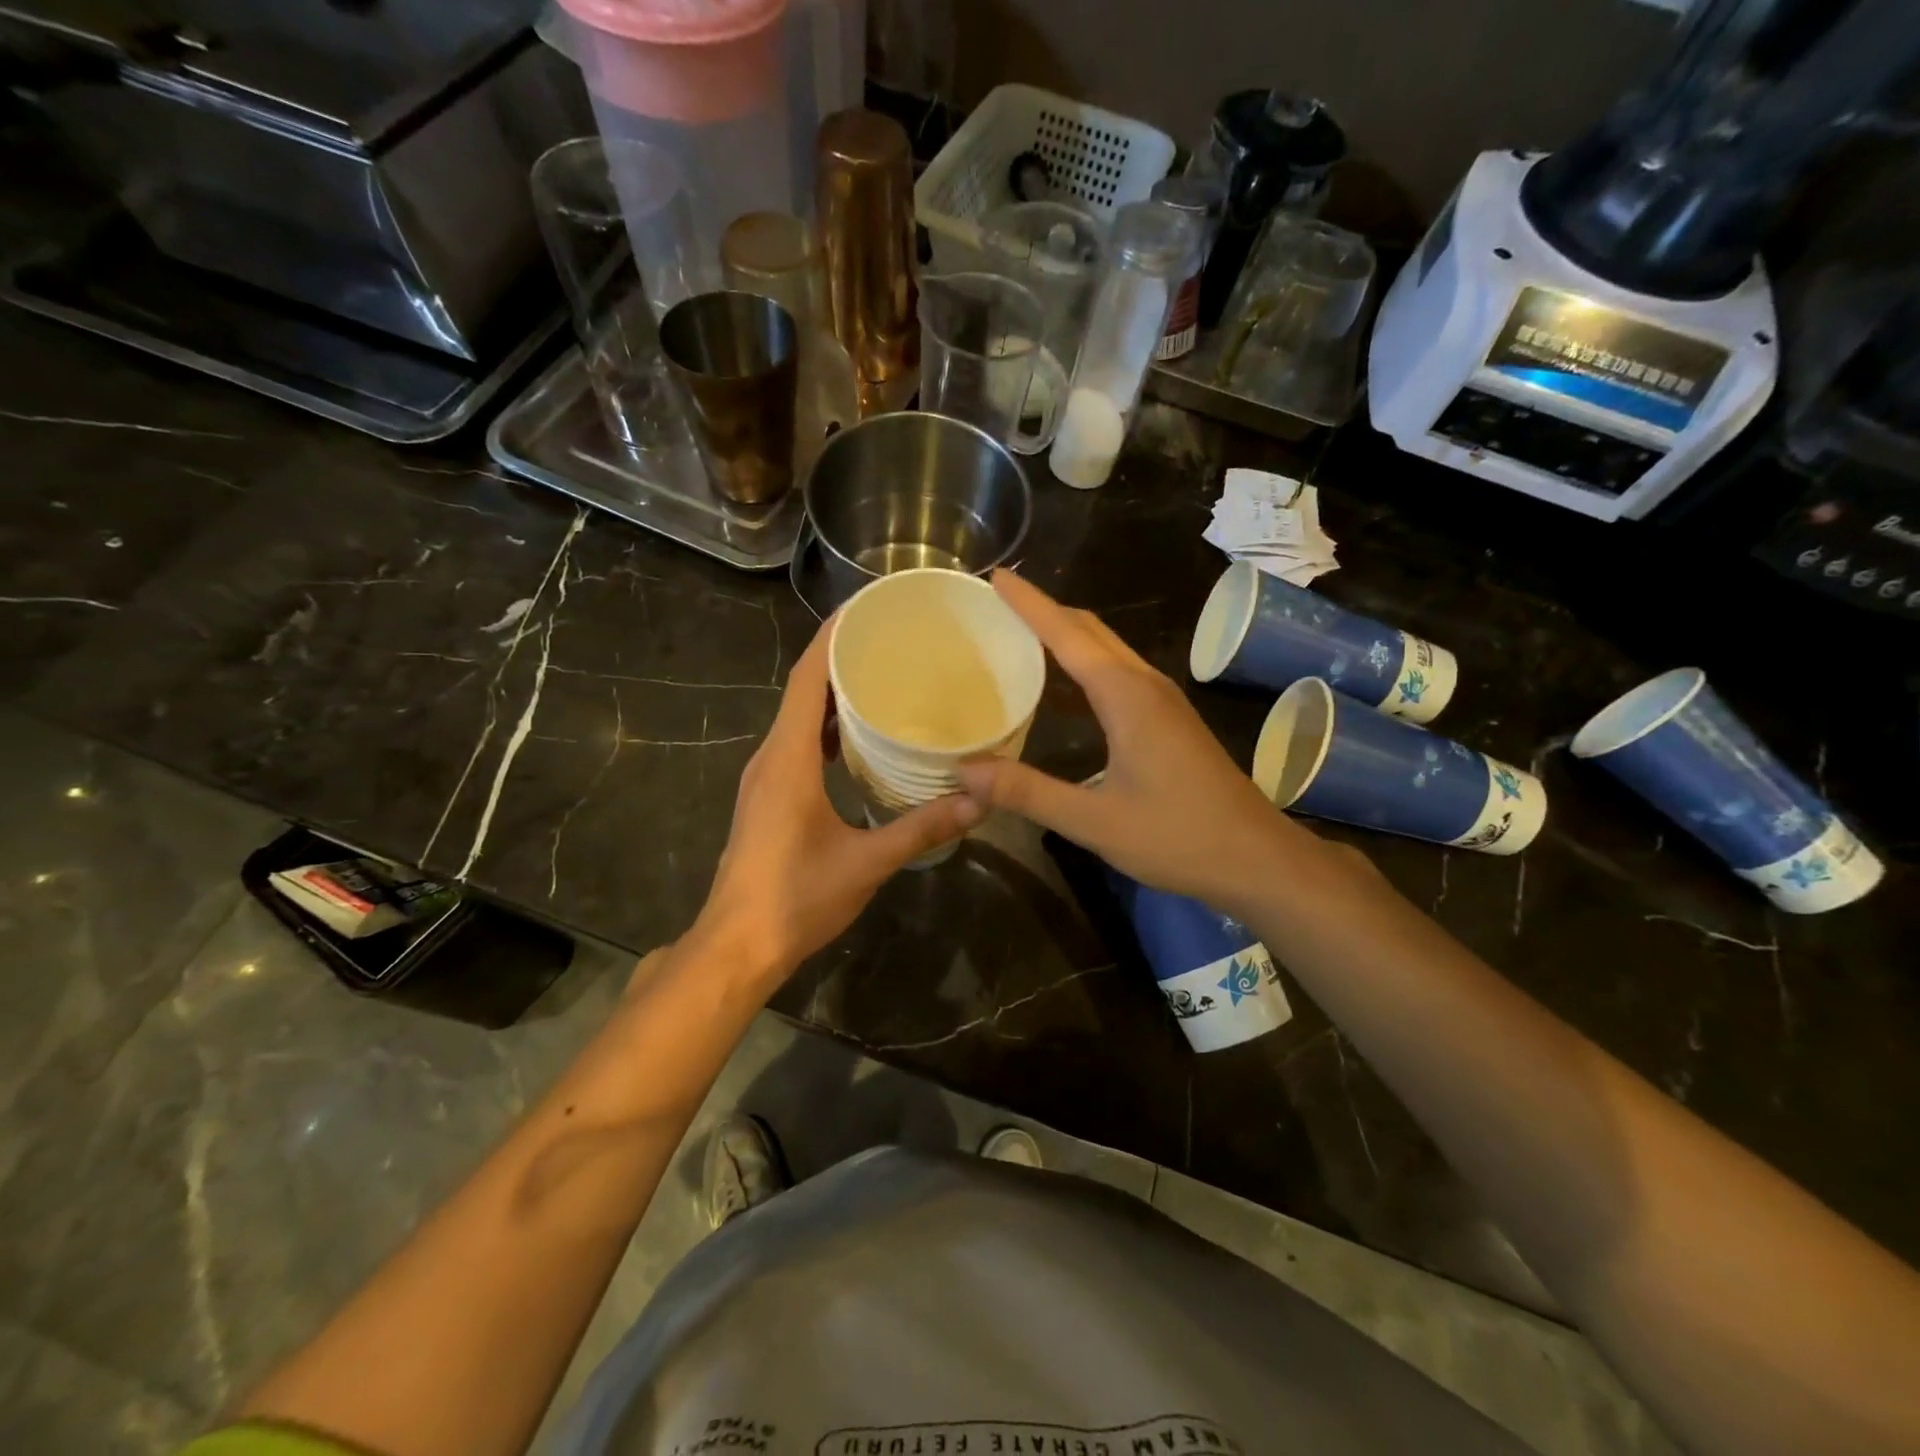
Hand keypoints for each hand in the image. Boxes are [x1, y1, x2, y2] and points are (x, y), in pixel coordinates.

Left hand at [689, 614, 980, 984]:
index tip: (869, 607)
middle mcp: (771, 755)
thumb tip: (980, 800)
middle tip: (894, 639)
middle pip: (805, 689)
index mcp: (788, 757)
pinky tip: (862, 737)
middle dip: (843, 656)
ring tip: (885, 676)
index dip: (834, 635)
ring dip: (835, 693)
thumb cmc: (796, 898)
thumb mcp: (867, 862)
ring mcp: (766, 776)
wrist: (738, 945)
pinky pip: (799, 742)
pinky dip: (829, 727)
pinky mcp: (769, 795)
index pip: (809, 677)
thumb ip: (923, 828)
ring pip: (801, 717)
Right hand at [955, 570, 1305, 911]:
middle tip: (999, 603)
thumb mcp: (1095, 821)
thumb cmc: (1178, 836)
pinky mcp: (1170, 719)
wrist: (1256, 858)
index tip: (996, 577)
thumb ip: (1029, 793)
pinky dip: (1085, 661)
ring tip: (1022, 633)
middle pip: (1090, 630)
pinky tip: (1066, 685)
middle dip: (1045, 610)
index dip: (1030, 604)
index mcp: (1126, 696)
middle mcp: (1145, 685)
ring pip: (1108, 648)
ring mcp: (1163, 700)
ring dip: (1067, 632)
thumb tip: (965, 770)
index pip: (1068, 634)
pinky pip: (1118, 671)